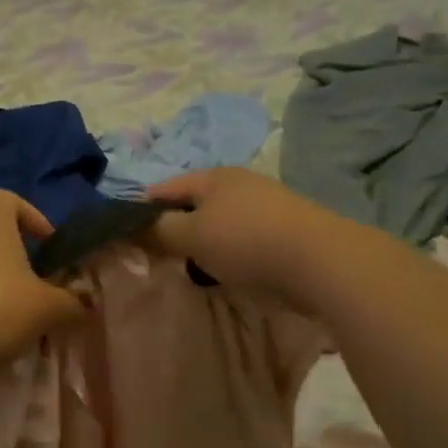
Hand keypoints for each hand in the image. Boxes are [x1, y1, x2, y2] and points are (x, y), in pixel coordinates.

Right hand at [146, 168, 328, 310]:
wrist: (320, 261)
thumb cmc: (246, 241)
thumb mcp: (190, 235)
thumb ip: (158, 230)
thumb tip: (134, 226)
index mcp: (212, 176)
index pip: (164, 188)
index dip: (141, 210)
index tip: (127, 236)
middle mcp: (238, 183)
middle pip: (193, 204)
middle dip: (174, 227)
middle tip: (158, 256)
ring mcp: (264, 205)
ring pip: (218, 223)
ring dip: (202, 243)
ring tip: (191, 267)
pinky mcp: (284, 230)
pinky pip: (241, 239)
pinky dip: (227, 253)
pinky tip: (226, 271)